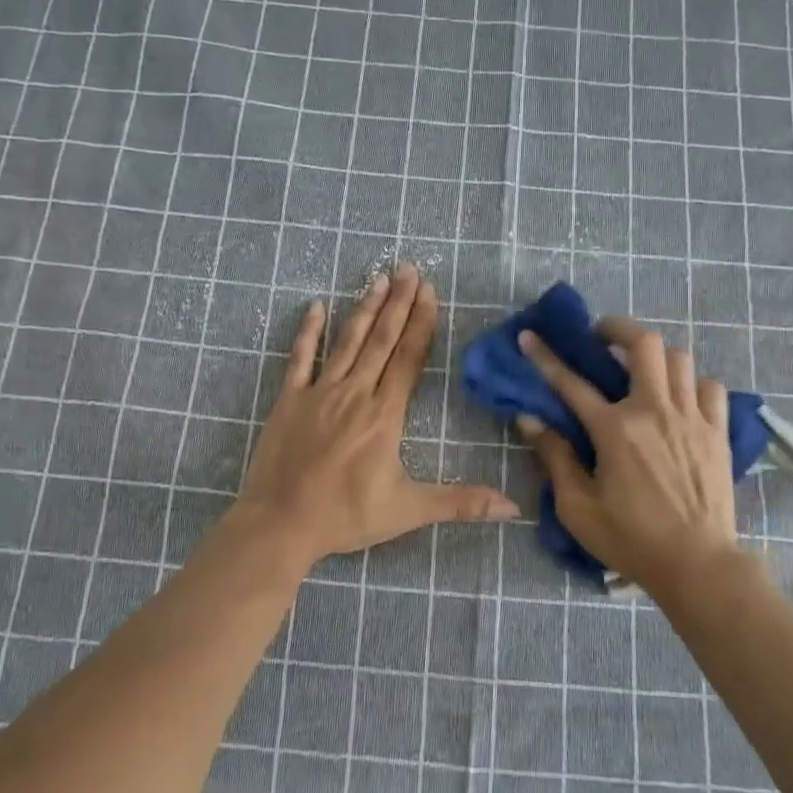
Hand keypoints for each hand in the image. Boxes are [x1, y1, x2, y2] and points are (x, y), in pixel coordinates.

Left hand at [233, 263, 517, 563]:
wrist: (280, 524)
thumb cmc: (345, 516)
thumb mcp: (408, 511)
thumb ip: (461, 503)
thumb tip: (512, 507)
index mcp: (384, 415)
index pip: (408, 359)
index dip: (422, 324)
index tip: (430, 292)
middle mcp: (354, 393)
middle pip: (381, 340)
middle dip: (399, 303)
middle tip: (409, 268)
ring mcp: (318, 393)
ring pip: (347, 342)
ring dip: (365, 308)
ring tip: (379, 278)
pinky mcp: (289, 400)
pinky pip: (299, 358)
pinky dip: (308, 332)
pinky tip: (316, 306)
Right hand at [517, 318, 740, 590]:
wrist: (698, 563)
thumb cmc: (630, 539)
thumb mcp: (578, 507)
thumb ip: (555, 458)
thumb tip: (530, 419)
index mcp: (615, 429)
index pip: (571, 382)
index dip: (546, 357)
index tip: (529, 336)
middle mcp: (654, 410)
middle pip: (643, 344)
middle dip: (617, 328)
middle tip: (602, 338)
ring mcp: (692, 417)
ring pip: (679, 358)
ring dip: (655, 355)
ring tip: (641, 368)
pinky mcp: (718, 431)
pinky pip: (710, 387)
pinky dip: (692, 383)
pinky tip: (680, 398)